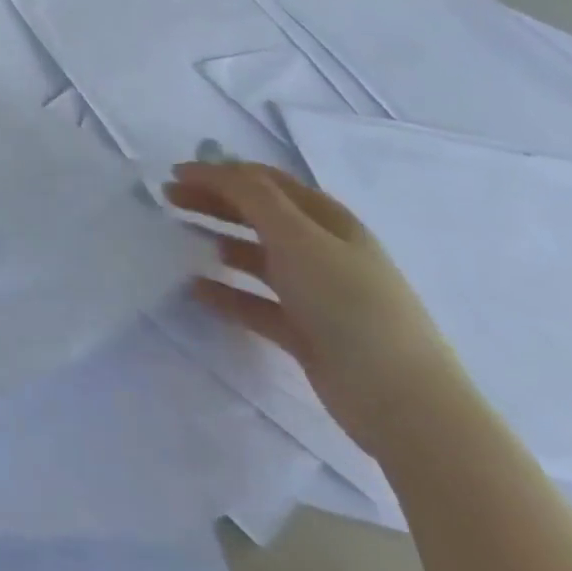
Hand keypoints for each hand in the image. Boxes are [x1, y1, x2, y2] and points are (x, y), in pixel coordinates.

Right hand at [168, 161, 470, 457]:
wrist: (402, 403)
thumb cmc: (350, 305)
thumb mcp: (299, 238)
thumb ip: (252, 197)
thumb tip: (213, 167)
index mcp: (328, 221)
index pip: (266, 182)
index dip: (220, 172)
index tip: (176, 173)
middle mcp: (322, 251)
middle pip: (258, 214)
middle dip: (213, 201)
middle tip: (168, 199)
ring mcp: (314, 293)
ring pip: (255, 256)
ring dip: (217, 241)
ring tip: (179, 238)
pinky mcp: (305, 332)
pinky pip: (255, 302)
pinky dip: (226, 292)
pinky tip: (195, 290)